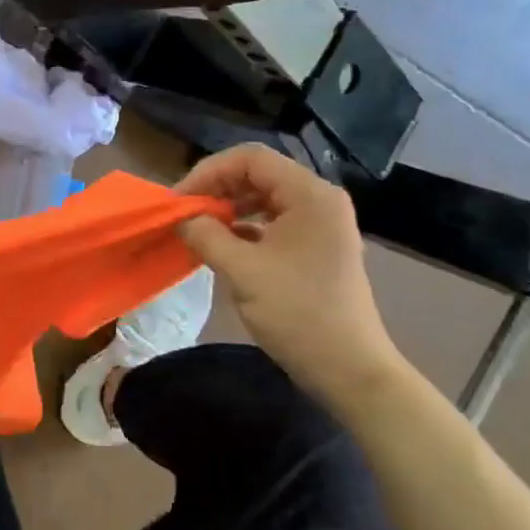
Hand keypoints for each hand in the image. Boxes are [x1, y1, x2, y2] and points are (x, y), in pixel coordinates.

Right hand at [176, 145, 409, 402]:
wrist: (350, 371)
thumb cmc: (299, 314)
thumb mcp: (243, 272)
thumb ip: (206, 236)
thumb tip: (183, 219)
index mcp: (310, 195)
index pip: (251, 159)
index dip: (209, 172)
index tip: (179, 201)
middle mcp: (319, 201)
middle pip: (258, 175)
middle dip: (216, 189)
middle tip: (183, 215)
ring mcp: (320, 226)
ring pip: (263, 199)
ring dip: (228, 209)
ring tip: (198, 230)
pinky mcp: (315, 249)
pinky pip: (273, 223)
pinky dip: (244, 229)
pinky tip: (221, 247)